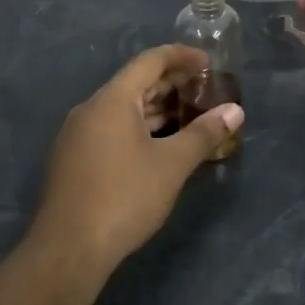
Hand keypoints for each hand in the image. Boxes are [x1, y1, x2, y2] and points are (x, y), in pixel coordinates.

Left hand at [29, 45, 244, 271]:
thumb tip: (235, 111)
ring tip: (189, 117)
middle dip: (171, 84)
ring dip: (156, 109)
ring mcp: (78, 135)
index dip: (181, 57)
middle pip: (135, 84)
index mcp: (112, 100)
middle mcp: (90, 109)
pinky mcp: (74, 160)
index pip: (149, 61)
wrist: (69, 248)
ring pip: (122, 110)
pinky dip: (139, 128)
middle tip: (205, 90)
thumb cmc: (124, 197)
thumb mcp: (172, 165)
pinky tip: (159, 146)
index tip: (208, 62)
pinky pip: (111, 130)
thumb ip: (204, 134)